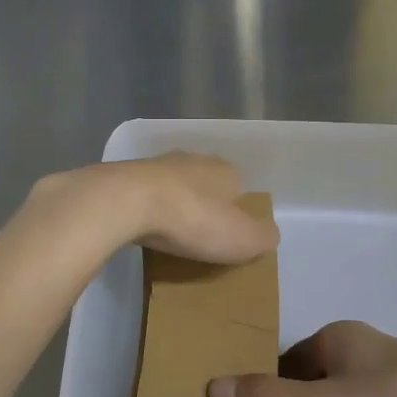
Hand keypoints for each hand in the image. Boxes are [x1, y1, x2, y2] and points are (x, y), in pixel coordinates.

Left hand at [31, 151, 279, 264]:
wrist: (127, 201)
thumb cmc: (194, 219)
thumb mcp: (243, 238)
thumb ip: (263, 236)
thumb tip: (269, 234)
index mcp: (225, 170)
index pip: (240, 187)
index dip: (237, 212)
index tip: (229, 236)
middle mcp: (194, 159)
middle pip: (206, 183)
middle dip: (205, 205)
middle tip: (200, 236)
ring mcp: (157, 164)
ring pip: (174, 185)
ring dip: (174, 204)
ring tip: (170, 234)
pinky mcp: (126, 175)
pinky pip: (145, 194)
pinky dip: (147, 208)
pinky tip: (143, 227)